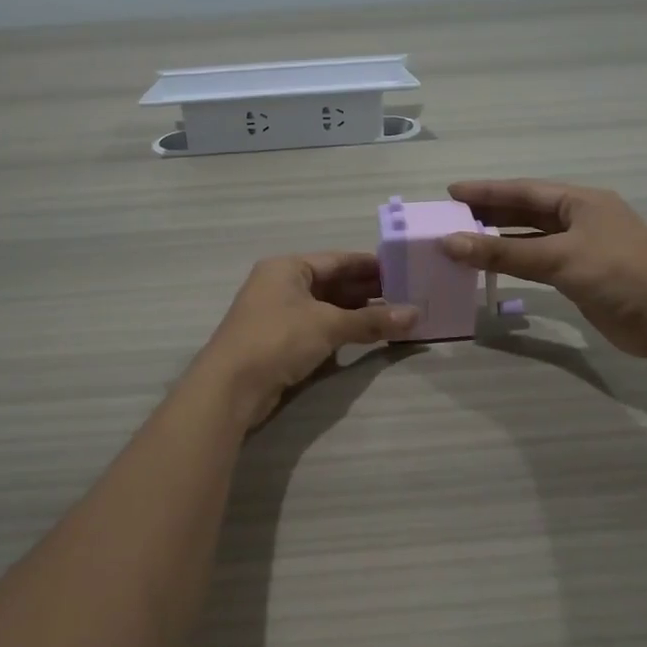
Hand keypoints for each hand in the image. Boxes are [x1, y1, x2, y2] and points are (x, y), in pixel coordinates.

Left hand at [190, 253, 417, 427]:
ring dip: (357, 312)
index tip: (404, 270)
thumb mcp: (328, 325)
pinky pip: (318, 328)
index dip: (372, 265)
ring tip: (395, 316)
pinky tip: (367, 336)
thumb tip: (415, 315)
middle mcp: (281, 285)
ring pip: (326, 307)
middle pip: (333, 283)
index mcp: (288, 267)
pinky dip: (342, 330)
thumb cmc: (278, 339)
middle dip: (368, 290)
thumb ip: (372, 320)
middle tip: (407, 295)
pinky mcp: (279, 341)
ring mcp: (278, 314)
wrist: (230, 387)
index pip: (338, 260)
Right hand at [442, 179, 646, 358]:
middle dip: (490, 213)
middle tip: (451, 217)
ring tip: (464, 241)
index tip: (451, 192)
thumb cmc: (619, 273)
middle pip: (527, 212)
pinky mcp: (584, 277)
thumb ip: (503, 253)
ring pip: (533, 239)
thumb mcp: (559, 258)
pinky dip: (517, 264)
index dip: (487, 191)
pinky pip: (541, 263)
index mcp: (581, 202)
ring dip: (501, 241)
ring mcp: (584, 249)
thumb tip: (450, 243)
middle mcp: (581, 220)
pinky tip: (495, 268)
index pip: (524, 191)